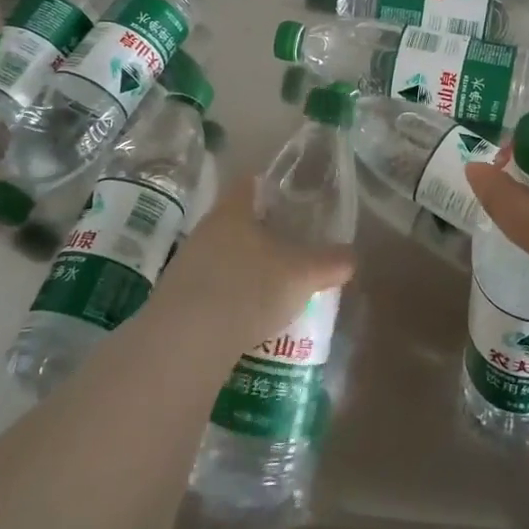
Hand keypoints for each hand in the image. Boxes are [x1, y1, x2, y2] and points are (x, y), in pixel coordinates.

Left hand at [153, 175, 355, 349]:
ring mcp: (185, 266)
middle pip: (236, 222)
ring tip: (272, 287)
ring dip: (244, 268)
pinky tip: (246, 318)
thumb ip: (330, 262)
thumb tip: (353, 256)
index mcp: (233, 212)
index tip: (289, 196)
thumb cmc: (248, 289)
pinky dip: (228, 298)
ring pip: (221, 256)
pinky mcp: (175, 301)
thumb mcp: (302, 274)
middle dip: (261, 233)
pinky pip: (209, 289)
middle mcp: (205, 231)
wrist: (184, 344)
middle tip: (290, 246)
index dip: (269, 186)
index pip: (249, 184)